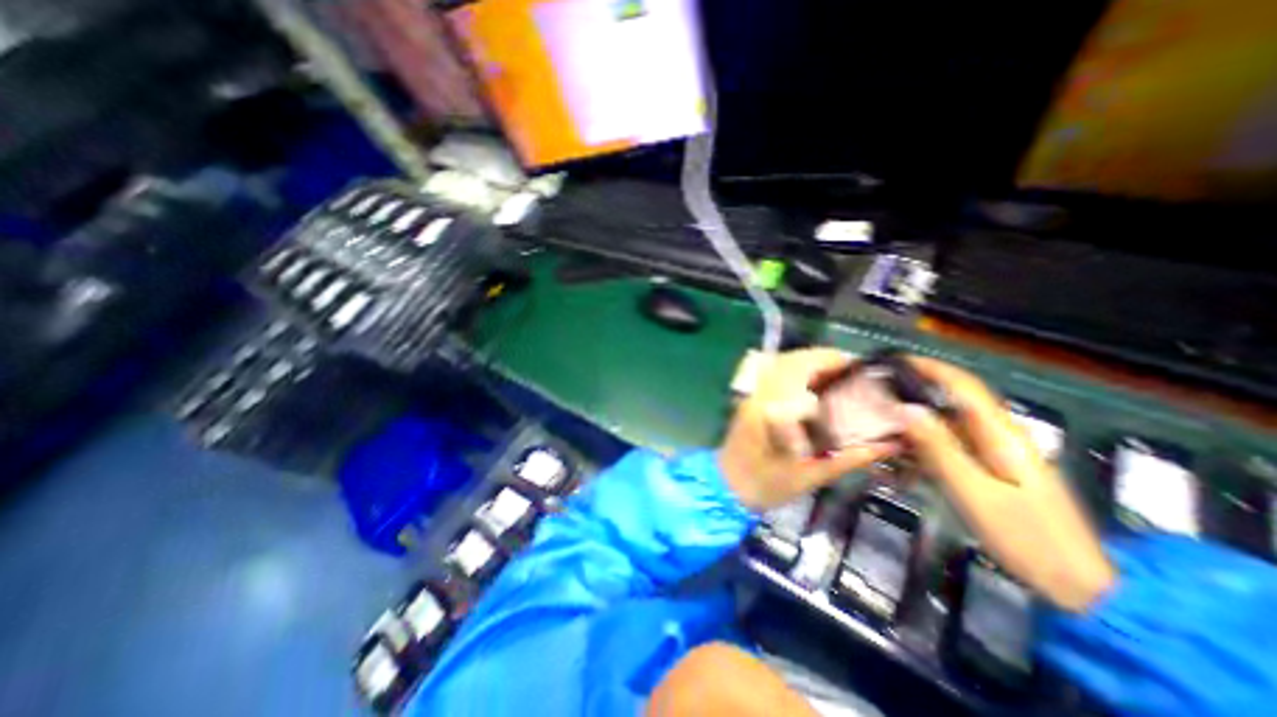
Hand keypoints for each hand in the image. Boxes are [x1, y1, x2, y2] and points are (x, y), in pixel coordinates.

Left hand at [716, 344, 896, 510]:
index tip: (859, 368)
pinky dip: (792, 370)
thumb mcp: (811, 475)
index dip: (831, 362)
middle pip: (789, 360)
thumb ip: (850, 457)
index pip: (802, 370)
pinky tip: (809, 384)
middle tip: (850, 373)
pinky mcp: (746, 396)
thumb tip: (889, 444)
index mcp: (772, 409)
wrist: (727, 487)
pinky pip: (770, 372)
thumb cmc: (766, 485)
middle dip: (822, 359)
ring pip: (778, 363)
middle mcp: (758, 393)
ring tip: (834, 376)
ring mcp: (749, 392)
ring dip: (807, 363)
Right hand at [903, 354, 1113, 611]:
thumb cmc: (1027, 537)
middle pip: (948, 403)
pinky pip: (947, 450)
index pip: (963, 385)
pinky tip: (902, 470)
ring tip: (879, 439)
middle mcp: (996, 436)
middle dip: (910, 398)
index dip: (929, 367)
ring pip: (943, 428)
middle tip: (873, 404)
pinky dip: (921, 453)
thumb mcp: (974, 492)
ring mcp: (992, 454)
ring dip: (911, 430)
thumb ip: (938, 448)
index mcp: (1000, 434)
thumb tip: (904, 408)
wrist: (1078, 586)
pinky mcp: (987, 470)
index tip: (893, 363)